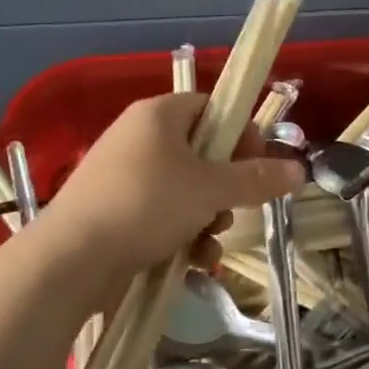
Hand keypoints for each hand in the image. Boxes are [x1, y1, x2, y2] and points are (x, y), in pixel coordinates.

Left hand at [42, 93, 302, 276]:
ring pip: (183, 188)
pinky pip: (160, 213)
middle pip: (200, 152)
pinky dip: (180, 233)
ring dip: (207, 215)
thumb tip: (299, 170)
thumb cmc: (146, 205)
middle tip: (232, 208)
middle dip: (224, 186)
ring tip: (210, 241)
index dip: (239, 133)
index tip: (256, 164)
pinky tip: (191, 260)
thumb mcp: (210, 190)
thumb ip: (256, 178)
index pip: (211, 107)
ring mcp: (122, 176)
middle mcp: (138, 137)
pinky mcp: (112, 212)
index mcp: (158, 115)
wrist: (68, 261)